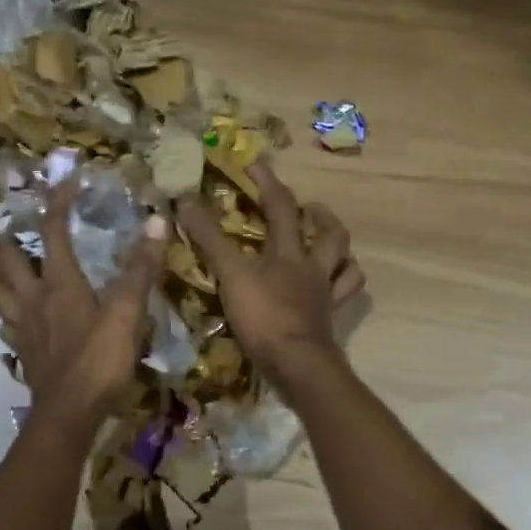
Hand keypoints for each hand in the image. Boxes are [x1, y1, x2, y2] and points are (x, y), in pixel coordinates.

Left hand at [0, 181, 169, 431]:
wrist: (69, 415)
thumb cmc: (99, 361)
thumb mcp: (128, 313)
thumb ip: (141, 268)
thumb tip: (157, 220)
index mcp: (59, 283)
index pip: (52, 230)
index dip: (58, 202)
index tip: (67, 181)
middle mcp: (33, 299)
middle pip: (7, 259)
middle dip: (8, 238)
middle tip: (14, 228)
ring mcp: (23, 328)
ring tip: (4, 268)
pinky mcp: (23, 353)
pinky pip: (6, 326)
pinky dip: (7, 315)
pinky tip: (16, 320)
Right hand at [177, 160, 364, 391]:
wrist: (297, 365)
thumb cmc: (264, 317)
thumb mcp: (231, 275)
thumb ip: (210, 240)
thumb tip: (184, 201)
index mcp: (290, 252)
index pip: (281, 206)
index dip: (268, 182)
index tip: (255, 164)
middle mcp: (314, 268)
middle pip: (330, 234)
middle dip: (319, 215)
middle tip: (308, 207)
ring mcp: (325, 295)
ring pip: (346, 264)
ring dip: (340, 250)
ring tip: (328, 244)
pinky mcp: (329, 320)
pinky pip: (344, 297)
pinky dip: (343, 286)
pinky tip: (333, 286)